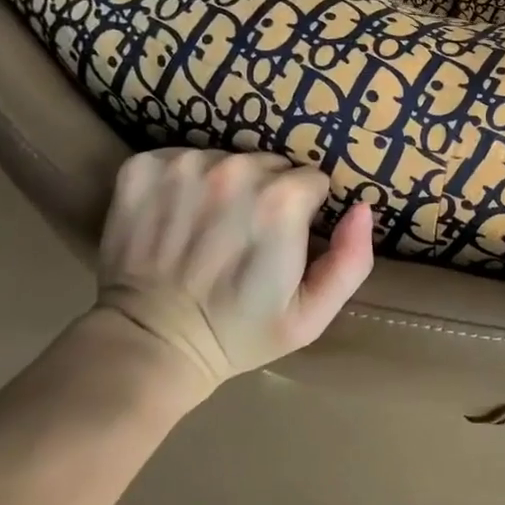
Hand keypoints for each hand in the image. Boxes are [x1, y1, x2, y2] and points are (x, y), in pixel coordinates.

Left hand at [91, 148, 373, 399]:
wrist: (151, 344)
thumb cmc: (240, 333)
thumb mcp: (312, 314)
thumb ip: (352, 260)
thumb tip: (362, 208)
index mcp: (281, 201)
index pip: (310, 181)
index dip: (303, 211)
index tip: (282, 240)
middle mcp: (234, 171)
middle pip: (268, 166)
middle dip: (266, 194)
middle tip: (245, 238)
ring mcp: (183, 166)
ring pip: (226, 160)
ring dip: (224, 187)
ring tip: (209, 230)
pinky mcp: (142, 168)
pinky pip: (179, 159)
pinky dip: (180, 183)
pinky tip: (176, 218)